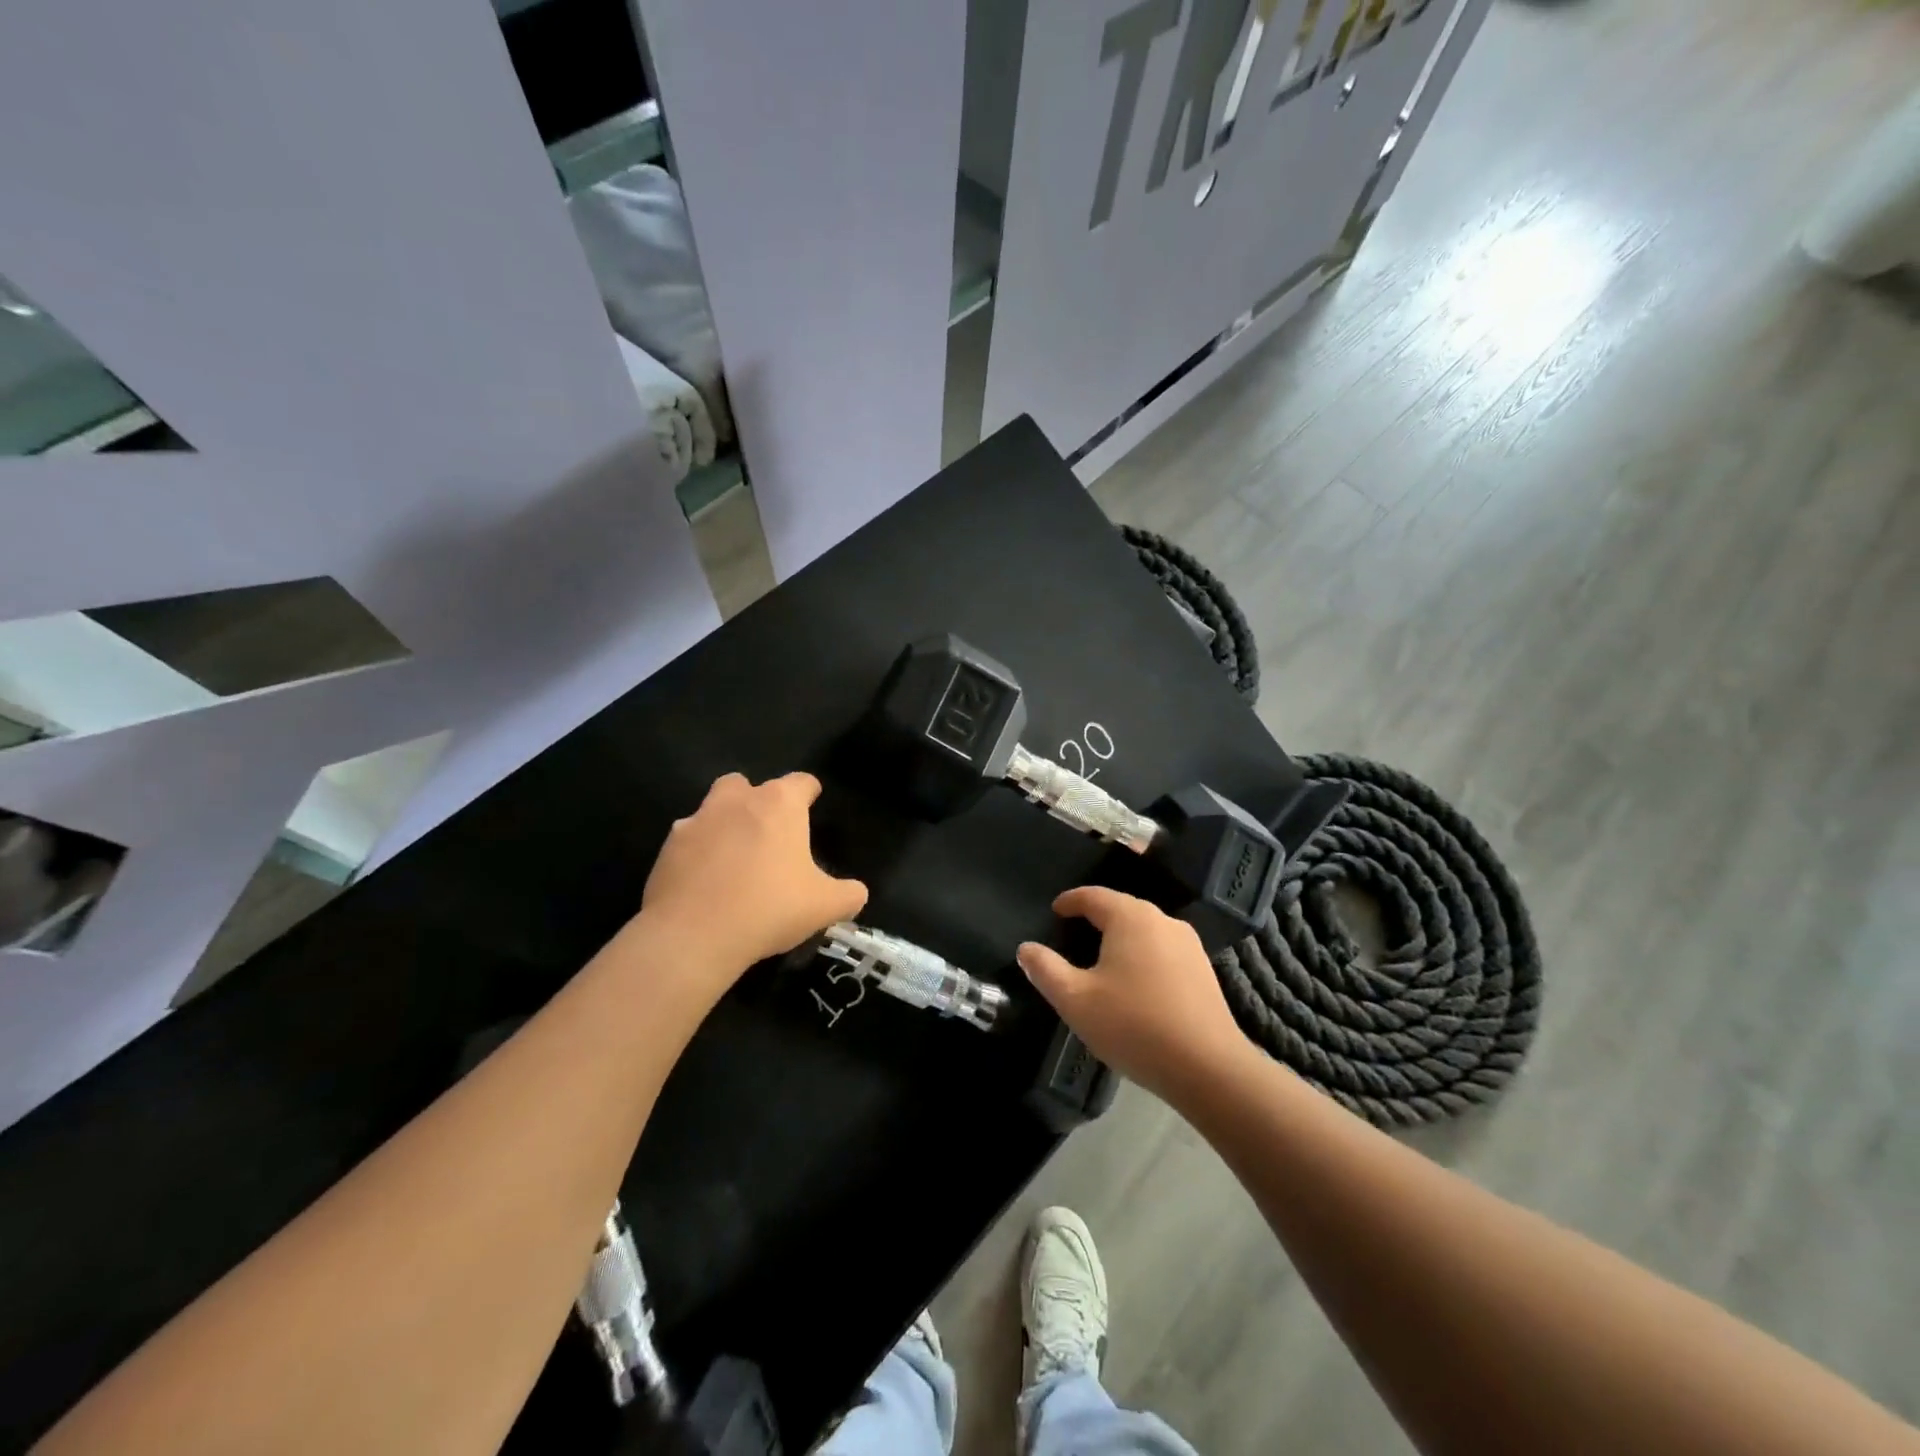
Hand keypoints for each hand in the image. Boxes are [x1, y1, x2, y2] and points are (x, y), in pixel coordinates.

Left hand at [639, 772, 866, 985]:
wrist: (694, 936)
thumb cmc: (770, 908)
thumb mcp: (825, 906)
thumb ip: (848, 894)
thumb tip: (855, 893)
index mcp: (779, 805)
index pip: (801, 782)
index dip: (810, 792)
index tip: (812, 804)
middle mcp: (736, 801)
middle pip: (747, 784)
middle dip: (757, 801)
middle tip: (768, 834)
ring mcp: (696, 822)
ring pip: (712, 809)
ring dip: (724, 824)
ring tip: (734, 859)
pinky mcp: (667, 849)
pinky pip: (688, 842)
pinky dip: (698, 854)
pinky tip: (706, 884)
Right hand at [1018, 887, 1250, 1104]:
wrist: (1208, 1068)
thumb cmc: (1134, 1026)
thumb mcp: (1076, 1000)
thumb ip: (1045, 969)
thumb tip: (1026, 948)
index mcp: (1130, 917)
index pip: (1093, 895)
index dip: (1070, 901)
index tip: (1055, 911)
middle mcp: (1162, 920)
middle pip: (1121, 909)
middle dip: (1095, 918)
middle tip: (1073, 936)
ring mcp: (1188, 945)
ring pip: (1144, 930)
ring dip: (1121, 939)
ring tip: (1101, 961)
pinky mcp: (1204, 970)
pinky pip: (1163, 951)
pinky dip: (1142, 956)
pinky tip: (1135, 984)